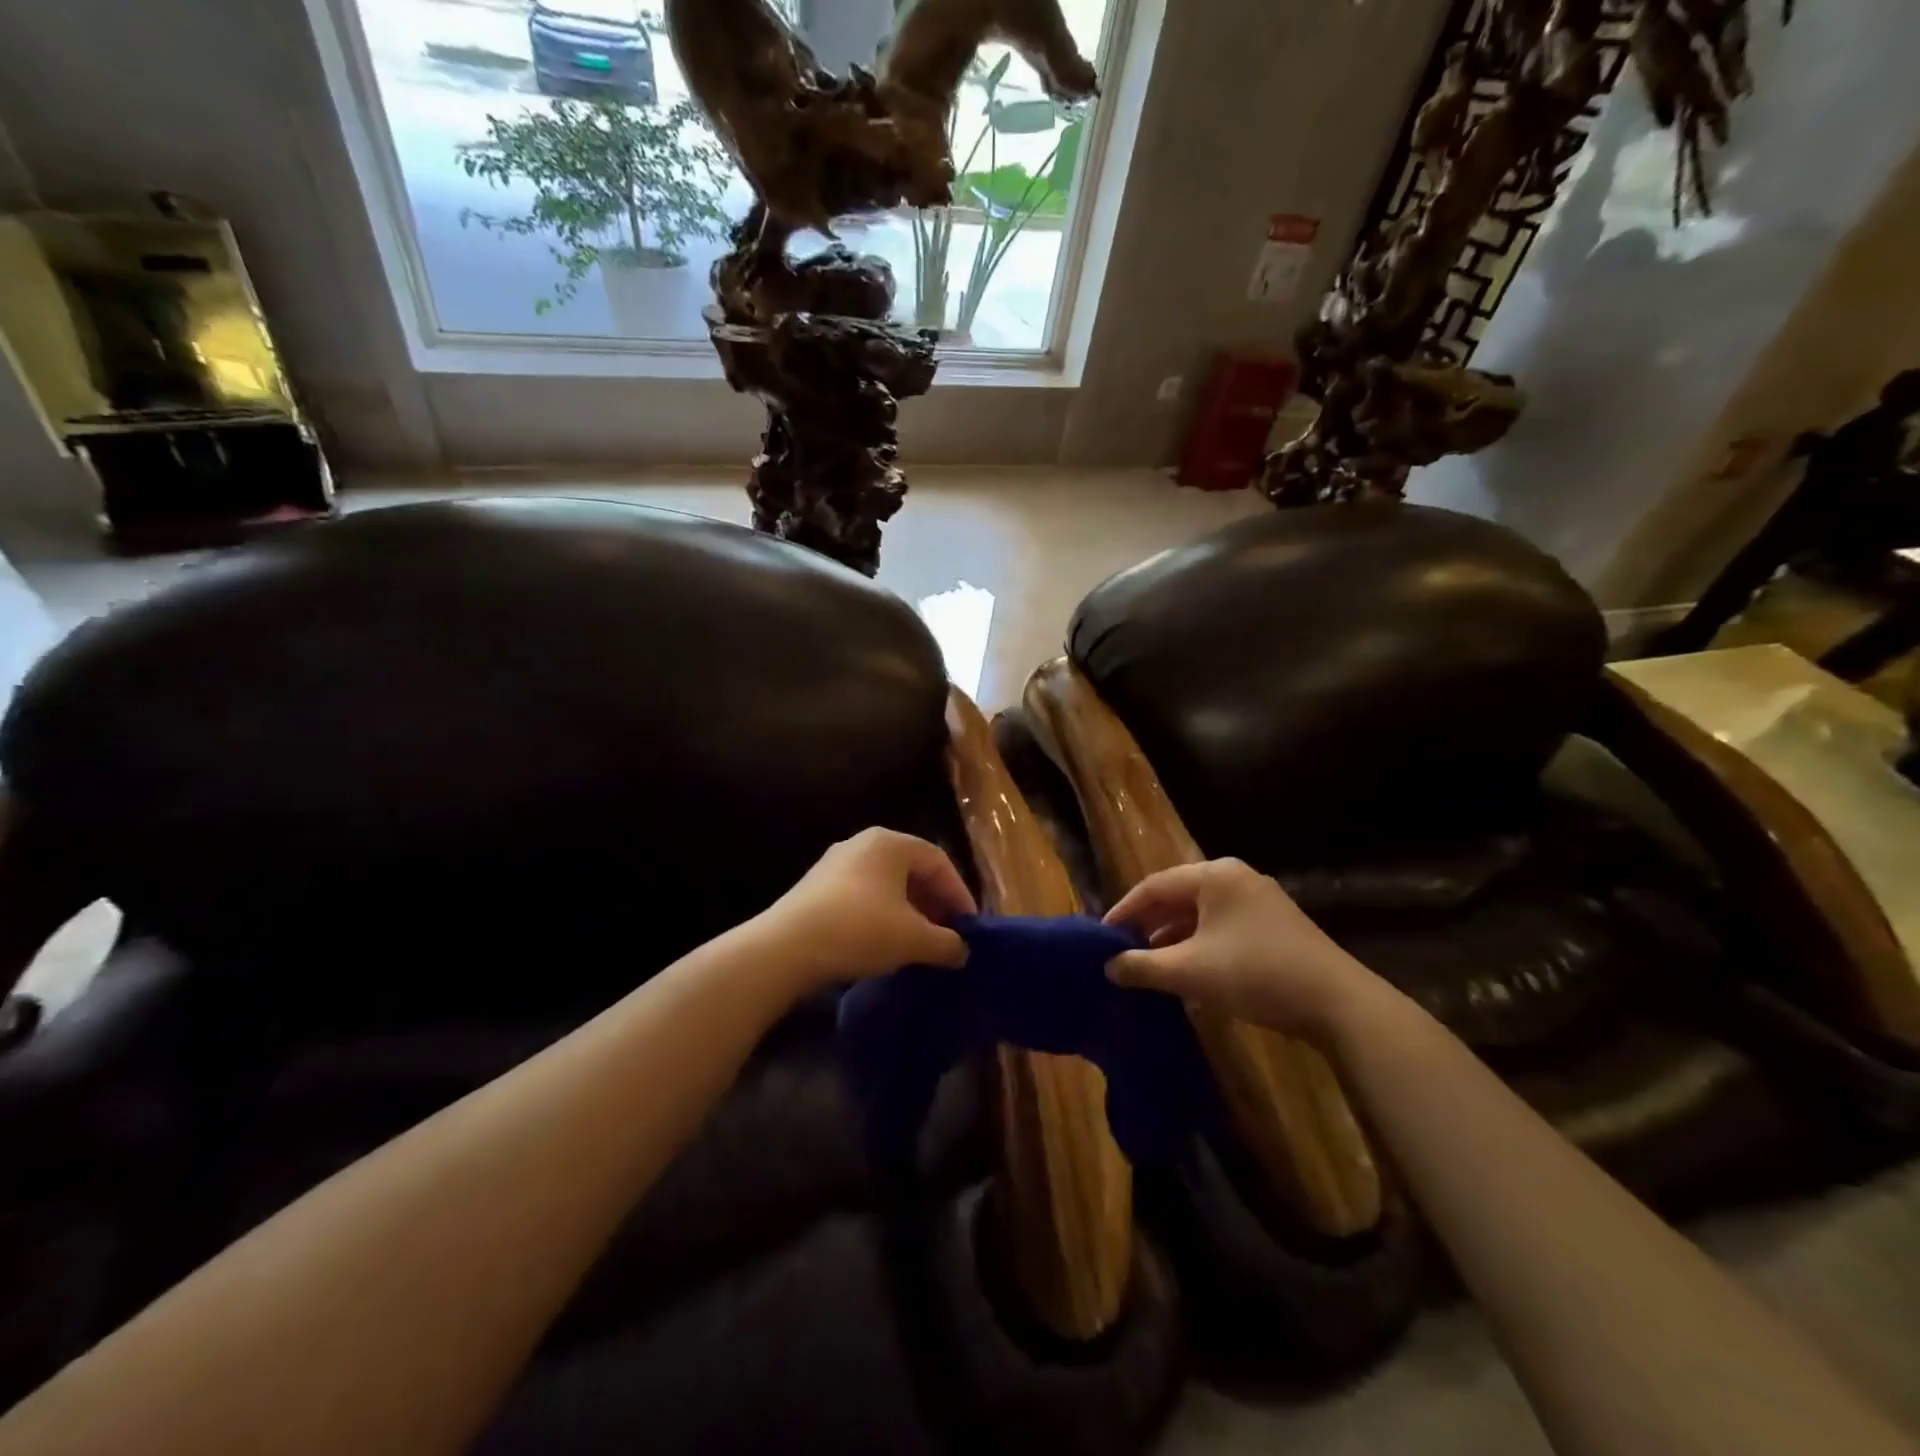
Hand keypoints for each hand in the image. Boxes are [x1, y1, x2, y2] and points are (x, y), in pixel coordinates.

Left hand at [759, 828, 975, 990]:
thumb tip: (962, 950)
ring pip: (886, 884)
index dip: (959, 894)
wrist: (785, 948)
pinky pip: (862, 896)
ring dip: (908, 911)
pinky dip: (882, 916)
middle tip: (947, 934)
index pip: (939, 861)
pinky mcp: (815, 888)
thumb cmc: (860, 930)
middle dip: (934, 903)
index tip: (969, 927)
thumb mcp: (914, 939)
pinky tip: (884, 944)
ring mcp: (835, 864)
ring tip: (918, 943)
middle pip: (912, 870)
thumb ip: (946, 942)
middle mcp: (863, 843)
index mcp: (890, 842)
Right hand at [1103, 858, 1371, 1036]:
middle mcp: (1236, 878)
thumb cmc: (1255, 974)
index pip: (1153, 886)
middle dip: (1148, 926)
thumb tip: (1108, 966)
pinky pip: (1222, 928)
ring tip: (1149, 966)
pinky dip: (1199, 946)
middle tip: (1122, 952)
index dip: (1123, 912)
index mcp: (1214, 876)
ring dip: (1173, 940)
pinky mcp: (1275, 926)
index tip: (1100, 937)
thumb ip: (1142, 966)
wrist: (1338, 1004)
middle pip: (1177, 897)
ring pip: (1200, 915)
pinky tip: (1189, 975)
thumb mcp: (1190, 972)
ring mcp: (1259, 901)